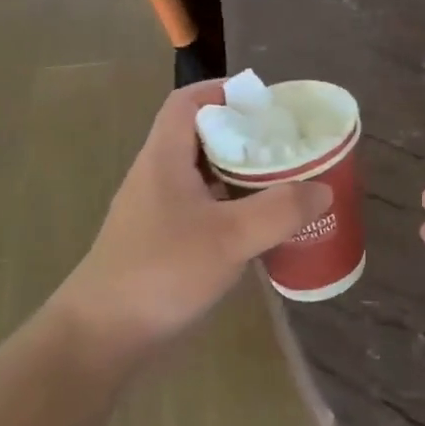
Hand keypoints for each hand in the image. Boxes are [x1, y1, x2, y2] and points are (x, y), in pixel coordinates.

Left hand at [53, 81, 332, 364]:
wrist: (103, 335)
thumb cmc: (161, 272)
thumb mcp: (230, 237)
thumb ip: (280, 210)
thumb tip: (322, 189)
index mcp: (165, 158)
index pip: (187, 101)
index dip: (223, 90)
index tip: (265, 102)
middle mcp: (158, 176)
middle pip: (201, 136)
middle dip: (244, 134)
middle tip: (287, 144)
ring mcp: (158, 212)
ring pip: (204, 176)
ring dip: (240, 174)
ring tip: (284, 181)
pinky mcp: (163, 242)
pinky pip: (203, 210)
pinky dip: (232, 208)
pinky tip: (260, 227)